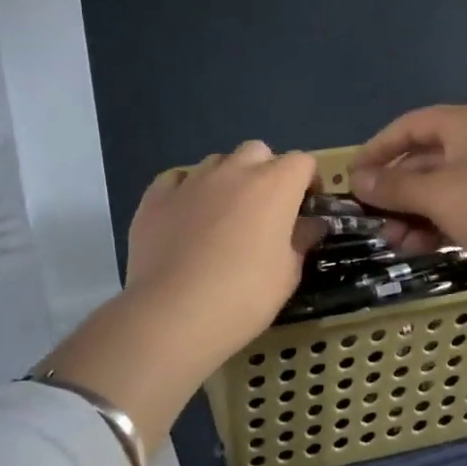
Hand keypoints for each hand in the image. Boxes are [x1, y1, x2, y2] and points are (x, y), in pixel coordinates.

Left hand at [41, 141, 319, 453]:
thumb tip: (311, 225)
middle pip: (257, 152)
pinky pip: (177, 180)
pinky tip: (185, 217)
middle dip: (266, 171)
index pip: (302, 161)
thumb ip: (301, 241)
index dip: (308, 181)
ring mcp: (191, 181)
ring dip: (227, 179)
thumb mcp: (287, 274)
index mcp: (274, 185)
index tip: (306, 207)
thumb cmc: (244, 296)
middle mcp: (234, 172)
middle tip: (265, 209)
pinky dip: (186, 191)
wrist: (174, 313)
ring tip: (222, 216)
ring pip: (217, 163)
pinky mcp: (155, 197)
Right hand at [349, 105, 466, 287]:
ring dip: (409, 212)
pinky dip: (431, 225)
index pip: (410, 126)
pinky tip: (413, 247)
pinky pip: (453, 210)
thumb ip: (393, 185)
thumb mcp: (436, 193)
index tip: (353, 176)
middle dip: (393, 189)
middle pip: (422, 159)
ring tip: (390, 239)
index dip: (378, 148)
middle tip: (368, 215)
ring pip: (436, 189)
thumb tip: (357, 180)